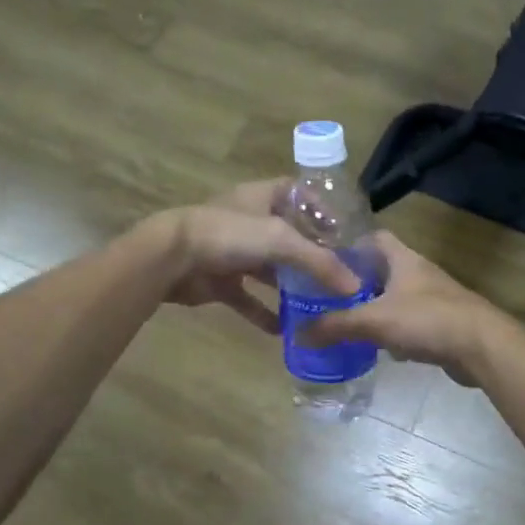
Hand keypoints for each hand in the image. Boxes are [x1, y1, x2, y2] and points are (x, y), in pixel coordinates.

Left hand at [150, 181, 360, 333]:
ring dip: (291, 286)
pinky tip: (284, 330)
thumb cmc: (229, 234)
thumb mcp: (281, 241)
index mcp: (262, 197)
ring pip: (270, 269)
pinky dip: (264, 313)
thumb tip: (354, 287)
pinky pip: (248, 299)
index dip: (320, 208)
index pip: (298, 193)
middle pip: (288, 236)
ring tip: (320, 304)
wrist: (171, 259)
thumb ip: (319, 263)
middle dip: (312, 256)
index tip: (344, 232)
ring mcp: (233, 252)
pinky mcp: (220, 281)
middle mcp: (249, 221)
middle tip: (340, 277)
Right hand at [300, 231, 508, 384]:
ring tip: (344, 319)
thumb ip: (335, 326)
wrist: (482, 347)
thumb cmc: (427, 320)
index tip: (325, 258)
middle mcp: (419, 272)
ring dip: (373, 306)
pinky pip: (409, 321)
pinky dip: (392, 330)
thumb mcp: (373, 321)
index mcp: (403, 259)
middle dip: (356, 281)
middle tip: (327, 295)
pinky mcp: (442, 323)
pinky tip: (376, 346)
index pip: (374, 237)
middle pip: (382, 268)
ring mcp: (433, 298)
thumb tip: (298, 333)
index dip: (349, 244)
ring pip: (395, 296)